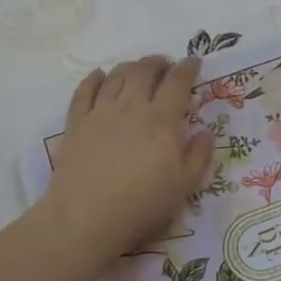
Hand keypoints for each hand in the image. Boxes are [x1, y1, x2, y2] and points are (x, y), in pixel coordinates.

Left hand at [44, 55, 213, 259]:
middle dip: (158, 62)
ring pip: (116, 76)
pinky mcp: (76, 123)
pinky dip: (94, 78)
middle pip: (144, 71)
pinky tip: (100, 76)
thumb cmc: (141, 205)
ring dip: (130, 66)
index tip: (194, 62)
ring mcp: (100, 113)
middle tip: (165, 64)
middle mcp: (131, 108)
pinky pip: (84, 91)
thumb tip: (204, 132)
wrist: (86, 218)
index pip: (177, 83)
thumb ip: (198, 156)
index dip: (188, 68)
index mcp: (161, 121)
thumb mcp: (184, 187)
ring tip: (138, 69)